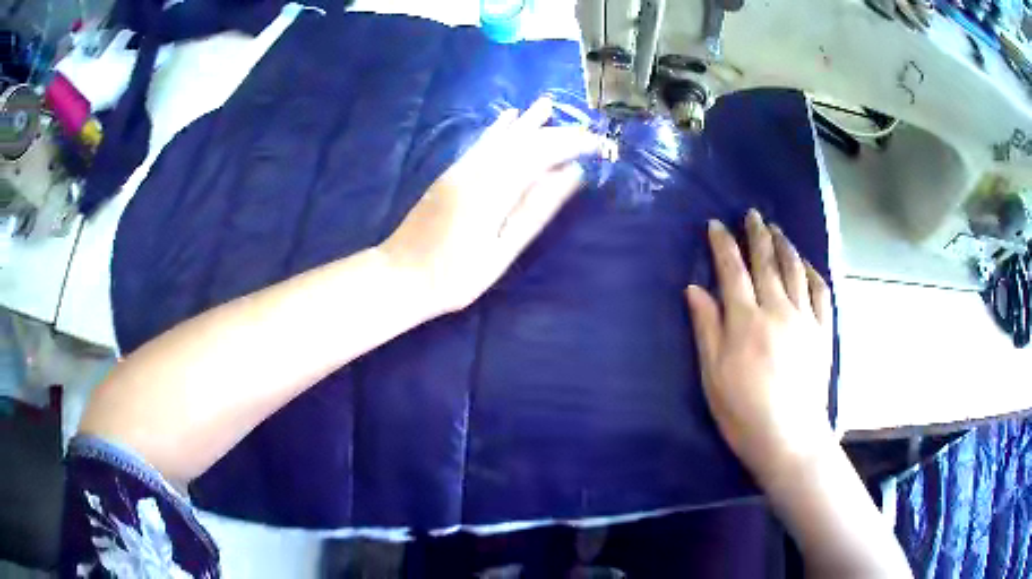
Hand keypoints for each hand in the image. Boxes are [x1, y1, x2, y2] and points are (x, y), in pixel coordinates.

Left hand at [380, 98, 602, 315]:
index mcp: (493, 189)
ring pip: (500, 136)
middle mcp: (477, 170)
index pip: (541, 153)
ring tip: (548, 106)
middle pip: (523, 141)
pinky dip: (499, 128)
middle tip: (585, 131)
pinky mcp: (450, 174)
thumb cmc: (455, 276)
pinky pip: (481, 142)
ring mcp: (461, 169)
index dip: (572, 144)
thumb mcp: (501, 252)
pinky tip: (509, 117)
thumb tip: (571, 176)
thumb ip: (535, 211)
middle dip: (556, 132)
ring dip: (527, 122)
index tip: (598, 145)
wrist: (399, 275)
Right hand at [686, 209, 834, 482]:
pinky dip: (813, 273)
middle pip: (766, 262)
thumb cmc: (742, 411)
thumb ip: (706, 328)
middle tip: (752, 214)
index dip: (723, 244)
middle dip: (757, 234)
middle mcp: (776, 309)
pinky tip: (807, 264)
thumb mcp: (713, 374)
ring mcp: (804, 318)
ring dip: (785, 245)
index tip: (716, 224)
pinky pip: (820, 292)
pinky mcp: (822, 331)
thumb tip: (695, 289)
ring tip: (777, 230)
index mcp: (746, 320)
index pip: (732, 270)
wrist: (788, 436)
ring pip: (795, 270)